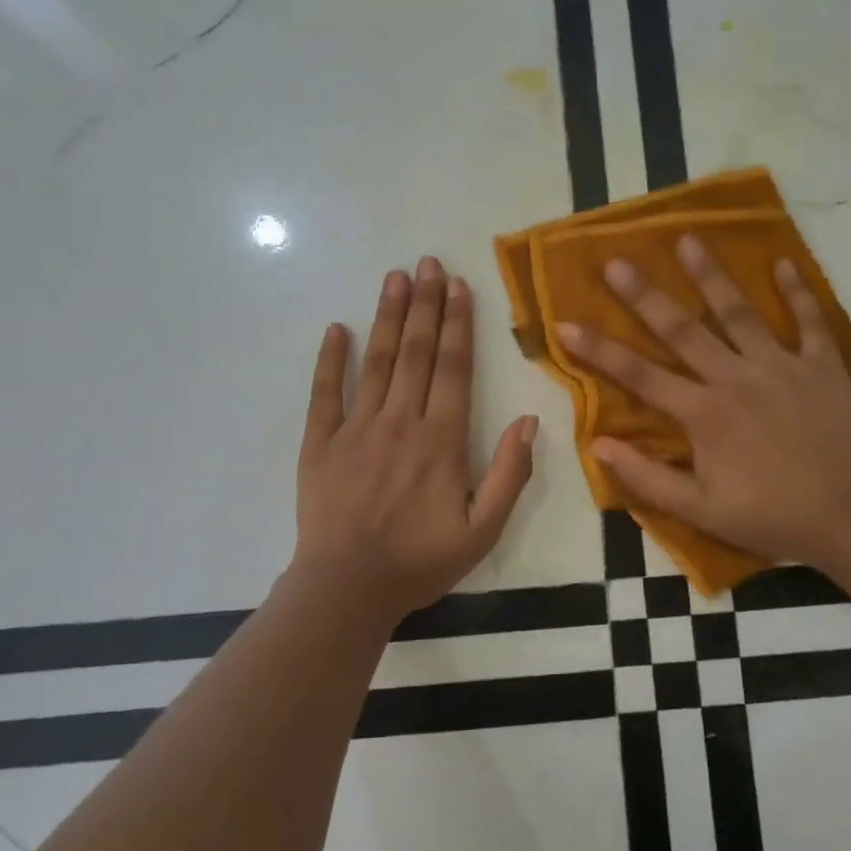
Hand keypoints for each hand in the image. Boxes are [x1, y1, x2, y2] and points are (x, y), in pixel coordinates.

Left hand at [289, 256, 538, 624]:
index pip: (453, 367)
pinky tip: (336, 329)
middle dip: (425, 304)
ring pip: (376, 361)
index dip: (458, 323)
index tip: (459, 286)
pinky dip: (330, 360)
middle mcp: (399, 421)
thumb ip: (509, 474)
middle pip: (415, 352)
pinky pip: (324, 393)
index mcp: (440, 439)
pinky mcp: (319, 442)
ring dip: (387, 317)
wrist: (347, 588)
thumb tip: (530, 421)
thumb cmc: (419, 561)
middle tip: (429, 262)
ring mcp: (355, 428)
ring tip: (395, 277)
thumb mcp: (482, 530)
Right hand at [555, 235, 850, 566]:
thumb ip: (646, 477)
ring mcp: (781, 367)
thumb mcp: (700, 511)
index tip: (566, 324)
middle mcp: (735, 378)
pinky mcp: (822, 367)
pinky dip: (797, 292)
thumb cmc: (771, 517)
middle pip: (682, 330)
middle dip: (645, 295)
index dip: (598, 350)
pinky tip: (782, 263)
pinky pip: (809, 322)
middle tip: (616, 261)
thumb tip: (597, 444)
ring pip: (739, 313)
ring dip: (711, 276)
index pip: (639, 375)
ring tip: (688, 240)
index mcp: (703, 413)